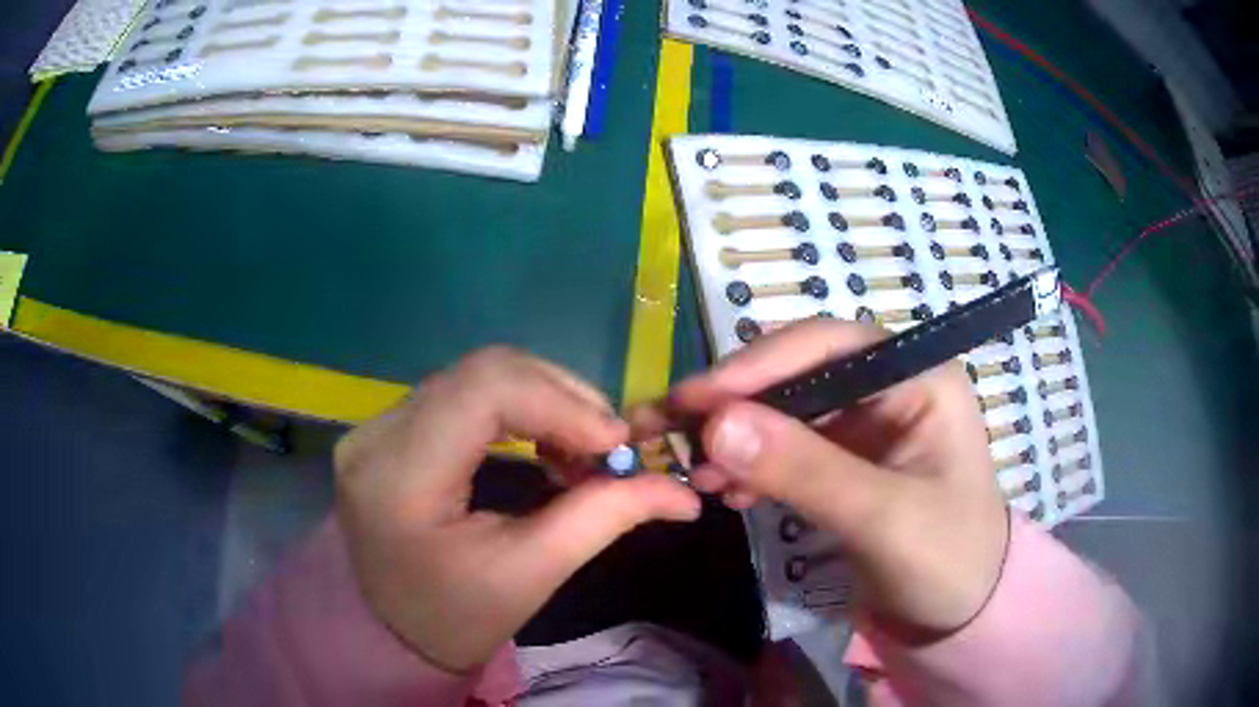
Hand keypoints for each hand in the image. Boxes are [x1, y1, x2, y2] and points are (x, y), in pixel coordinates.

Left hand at [335, 348, 700, 671]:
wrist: (392, 631)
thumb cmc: (458, 617)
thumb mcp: (532, 573)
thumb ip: (604, 518)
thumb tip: (683, 492)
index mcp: (400, 478)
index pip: (483, 391)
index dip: (561, 402)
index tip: (615, 443)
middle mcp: (377, 435)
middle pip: (483, 371)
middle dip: (562, 397)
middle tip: (608, 446)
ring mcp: (376, 425)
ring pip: (477, 374)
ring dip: (544, 399)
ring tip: (581, 447)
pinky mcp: (389, 427)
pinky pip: (464, 391)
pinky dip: (519, 406)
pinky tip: (544, 441)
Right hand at [652, 319, 1008, 637]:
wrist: (961, 612)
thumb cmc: (945, 560)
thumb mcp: (883, 518)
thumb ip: (806, 471)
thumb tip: (716, 425)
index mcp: (919, 377)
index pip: (828, 345)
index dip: (758, 365)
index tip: (694, 400)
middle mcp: (890, 386)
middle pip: (799, 373)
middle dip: (737, 404)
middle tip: (675, 434)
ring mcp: (866, 423)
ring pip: (786, 410)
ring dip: (738, 437)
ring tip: (696, 474)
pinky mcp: (846, 459)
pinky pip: (788, 447)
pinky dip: (753, 464)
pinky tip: (727, 490)